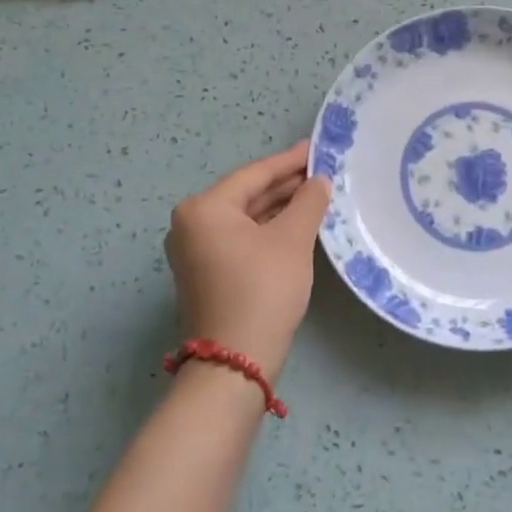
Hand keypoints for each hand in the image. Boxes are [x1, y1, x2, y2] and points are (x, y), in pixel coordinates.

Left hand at [164, 141, 331, 377]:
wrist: (235, 363)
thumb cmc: (262, 289)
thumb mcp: (292, 240)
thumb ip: (308, 202)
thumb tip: (318, 181)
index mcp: (204, 209)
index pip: (254, 174)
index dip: (289, 161)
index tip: (317, 147)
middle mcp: (191, 225)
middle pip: (247, 195)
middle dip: (285, 185)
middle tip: (321, 171)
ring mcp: (195, 252)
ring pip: (245, 218)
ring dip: (279, 208)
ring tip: (315, 195)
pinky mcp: (206, 274)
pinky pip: (240, 238)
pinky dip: (267, 230)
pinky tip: (296, 224)